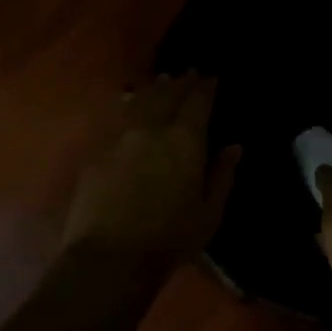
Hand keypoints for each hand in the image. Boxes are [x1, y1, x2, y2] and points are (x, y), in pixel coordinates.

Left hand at [63, 75, 241, 267]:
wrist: (110, 257)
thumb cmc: (169, 239)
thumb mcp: (209, 213)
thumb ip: (222, 175)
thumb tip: (234, 147)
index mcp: (184, 140)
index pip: (198, 102)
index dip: (206, 87)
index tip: (212, 77)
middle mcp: (151, 129)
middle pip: (167, 95)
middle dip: (180, 83)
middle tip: (188, 73)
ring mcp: (120, 138)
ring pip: (139, 101)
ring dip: (153, 89)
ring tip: (161, 81)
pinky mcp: (97, 152)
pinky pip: (117, 118)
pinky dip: (128, 106)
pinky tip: (129, 104)